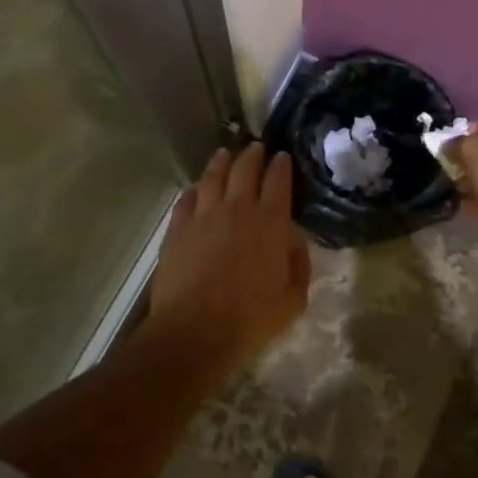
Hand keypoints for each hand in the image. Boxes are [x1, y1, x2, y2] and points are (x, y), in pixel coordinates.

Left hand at [146, 145, 310, 377]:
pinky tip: (196, 188)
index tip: (282, 156)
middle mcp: (238, 209)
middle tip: (256, 147)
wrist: (195, 330)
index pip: (278, 181)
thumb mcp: (292, 300)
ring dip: (221, 161)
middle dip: (252, 154)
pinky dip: (194, 189)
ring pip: (213, 176)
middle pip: (245, 169)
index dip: (281, 165)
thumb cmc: (250, 318)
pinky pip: (186, 198)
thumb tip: (294, 241)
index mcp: (270, 223)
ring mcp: (204, 215)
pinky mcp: (178, 227)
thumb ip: (299, 266)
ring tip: (225, 154)